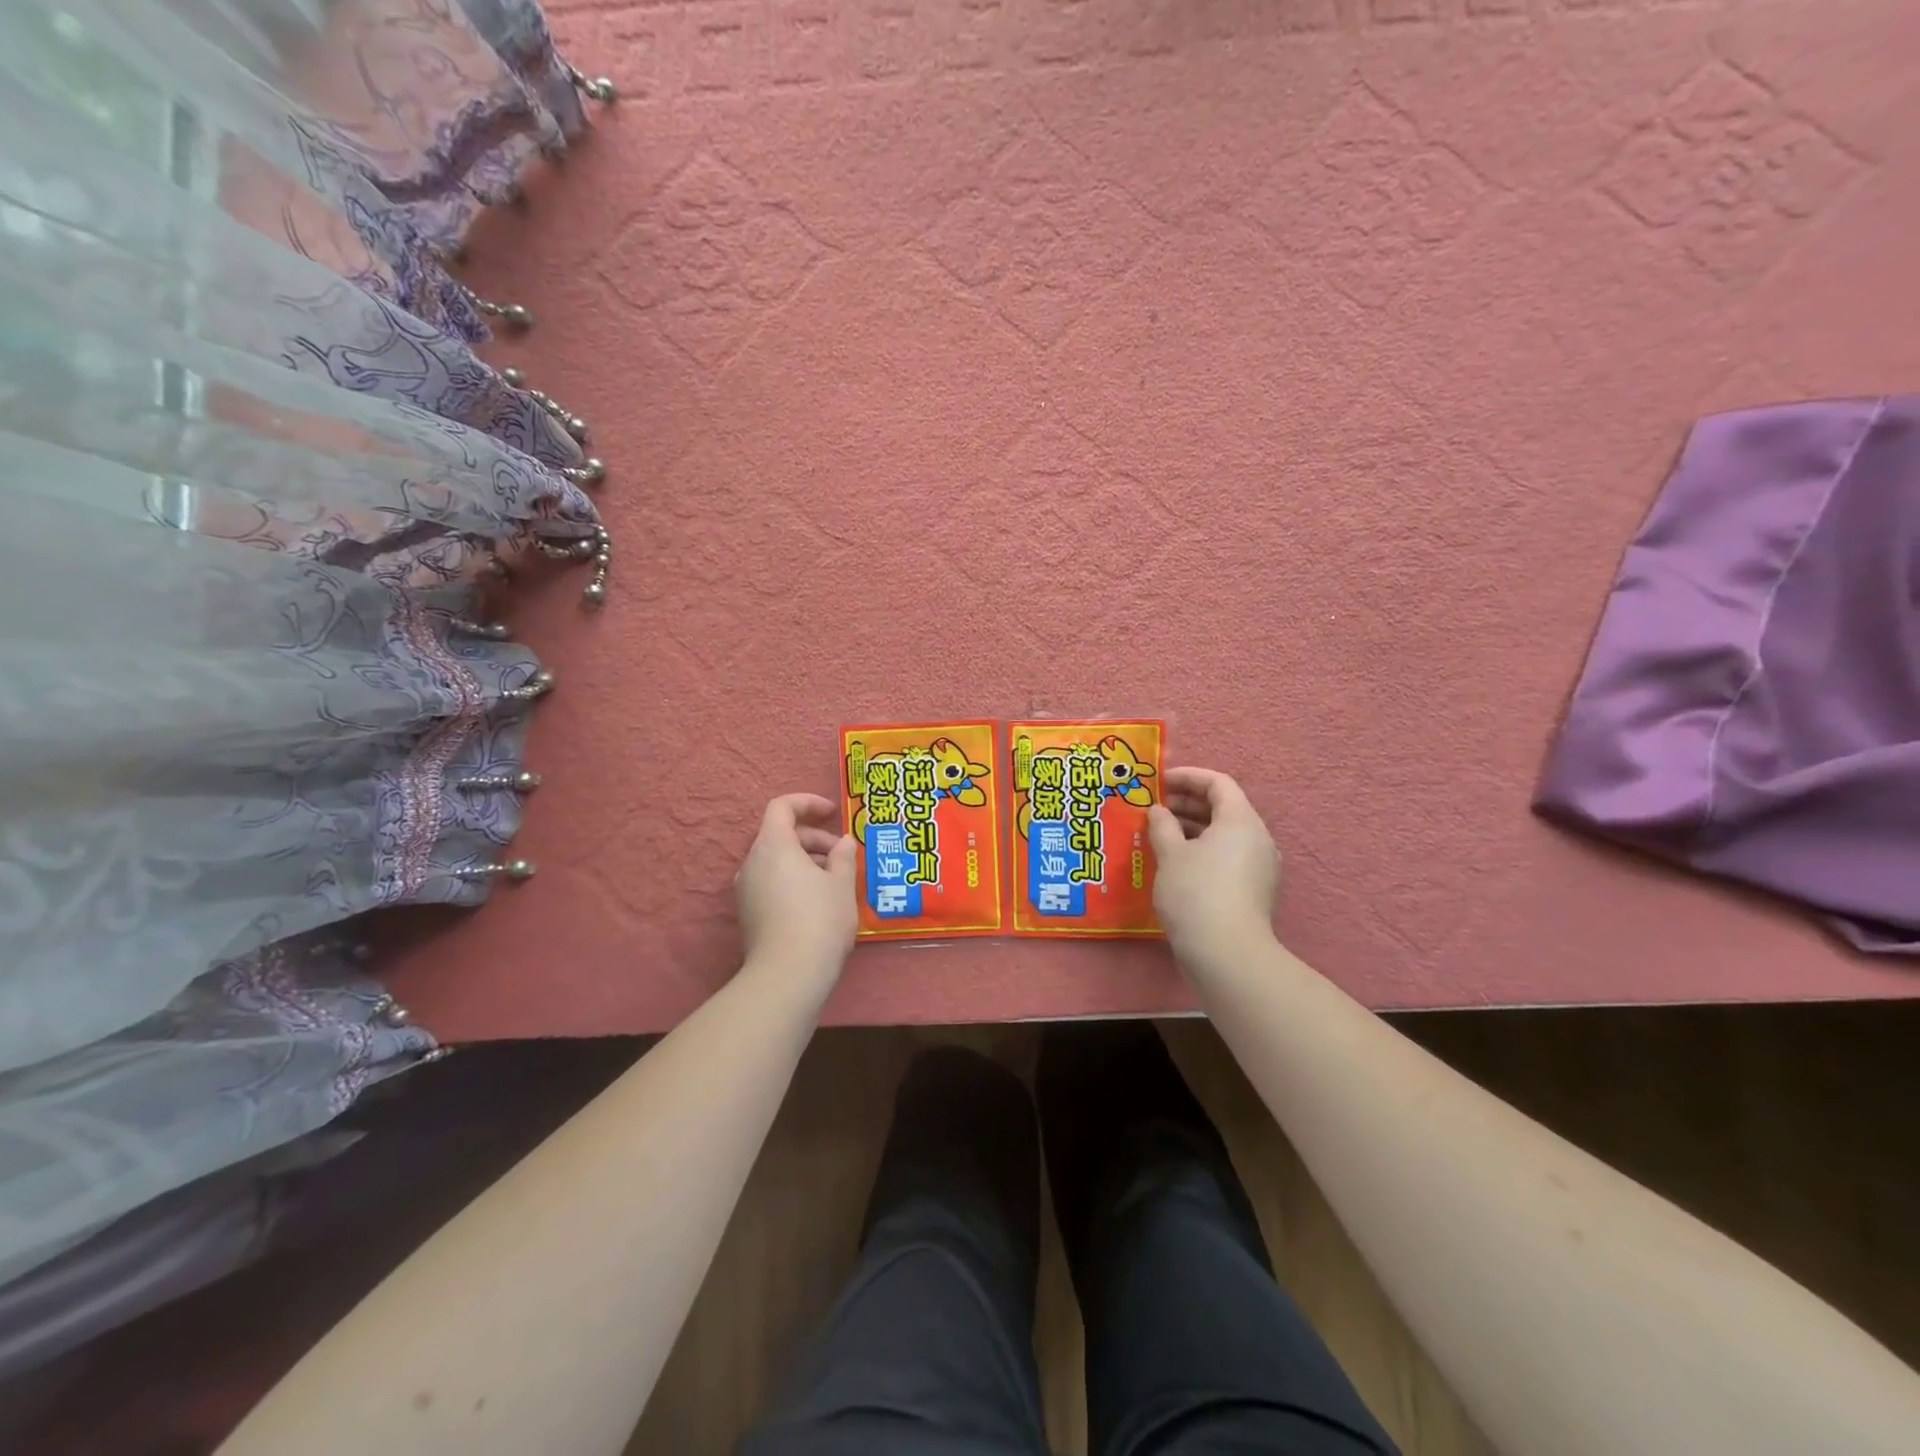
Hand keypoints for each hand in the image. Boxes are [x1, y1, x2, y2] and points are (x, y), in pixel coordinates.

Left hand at [736, 794, 857, 979]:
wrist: (788, 975)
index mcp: (773, 846)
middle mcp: (752, 862)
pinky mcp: (748, 913)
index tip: (832, 813)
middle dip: (813, 838)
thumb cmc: (820, 919)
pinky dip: (793, 879)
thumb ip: (843, 856)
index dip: (807, 803)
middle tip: (842, 855)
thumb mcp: (842, 884)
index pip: (782, 807)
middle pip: (780, 834)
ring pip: (776, 860)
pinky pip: (770, 882)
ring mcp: (746, 889)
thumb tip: (844, 843)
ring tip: (834, 880)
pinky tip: (818, 901)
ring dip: (805, 860)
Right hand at [1147, 767, 1279, 954]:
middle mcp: (1257, 838)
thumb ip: (1162, 825)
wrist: (1227, 954)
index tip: (1158, 781)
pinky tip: (1175, 863)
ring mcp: (1259, 866)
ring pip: (1224, 834)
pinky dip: (1202, 850)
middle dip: (1186, 803)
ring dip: (1192, 828)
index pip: (1218, 783)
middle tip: (1154, 809)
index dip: (1188, 777)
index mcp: (1241, 821)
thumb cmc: (1196, 893)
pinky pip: (1227, 856)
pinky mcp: (1253, 890)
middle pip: (1223, 807)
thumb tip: (1158, 811)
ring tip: (1159, 835)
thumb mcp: (1171, 854)